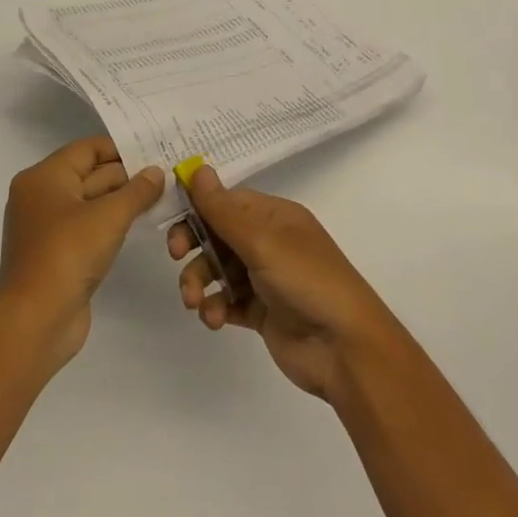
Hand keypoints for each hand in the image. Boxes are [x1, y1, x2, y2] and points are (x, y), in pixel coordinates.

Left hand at [0, 136, 163, 367]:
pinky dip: (110, 223)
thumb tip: (156, 171)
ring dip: (121, 200)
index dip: (121, 148)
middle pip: (89, 174)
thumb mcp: (109, 216)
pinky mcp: (56, 254)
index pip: (87, 149)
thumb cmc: (68, 254)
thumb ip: (137, 191)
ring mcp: (47, 227)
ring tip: (160, 196)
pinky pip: (87, 227)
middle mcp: (41, 196)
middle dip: (126, 175)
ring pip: (90, 202)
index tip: (155, 151)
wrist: (36, 321)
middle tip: (165, 175)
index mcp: (44, 177)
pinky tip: (138, 223)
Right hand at [168, 163, 400, 399]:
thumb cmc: (306, 280)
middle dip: (194, 244)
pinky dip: (216, 307)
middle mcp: (270, 241)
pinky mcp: (262, 312)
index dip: (199, 208)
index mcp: (275, 216)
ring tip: (196, 302)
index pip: (227, 201)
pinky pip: (228, 301)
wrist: (344, 348)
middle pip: (218, 234)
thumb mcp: (262, 240)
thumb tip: (197, 168)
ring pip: (219, 269)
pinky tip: (214, 318)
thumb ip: (223, 210)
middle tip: (176, 255)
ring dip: (200, 281)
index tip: (173, 220)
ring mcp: (266, 278)